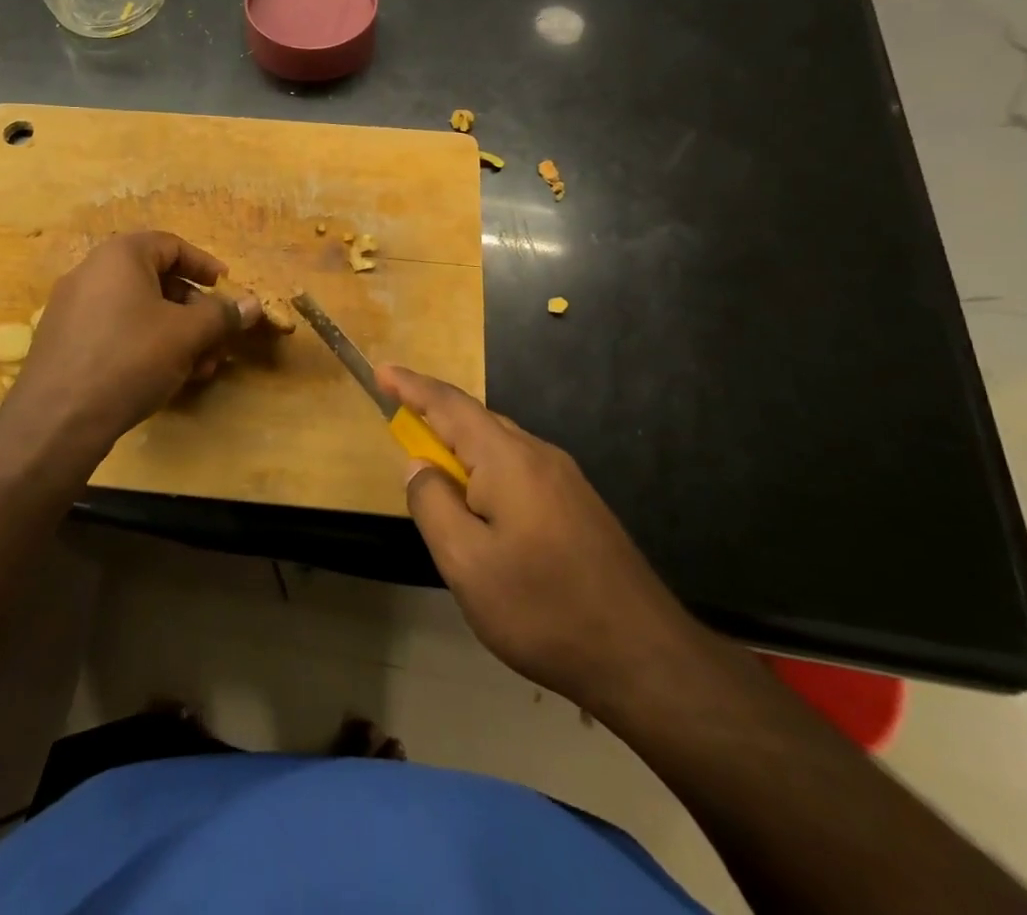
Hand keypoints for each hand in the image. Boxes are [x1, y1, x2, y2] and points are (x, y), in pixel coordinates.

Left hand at [10, 232, 261, 449]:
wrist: (57, 420)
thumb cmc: (130, 359)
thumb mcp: (187, 334)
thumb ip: (223, 315)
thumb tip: (254, 305)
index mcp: (119, 256)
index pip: (172, 245)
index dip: (205, 266)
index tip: (228, 289)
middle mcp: (91, 273)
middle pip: (157, 281)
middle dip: (195, 312)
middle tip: (218, 340)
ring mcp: (73, 308)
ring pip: (139, 312)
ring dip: (176, 334)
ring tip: (200, 368)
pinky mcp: (65, 342)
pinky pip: (116, 331)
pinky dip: (147, 346)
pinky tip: (167, 379)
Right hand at [378, 365, 704, 718]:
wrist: (644, 656)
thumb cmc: (543, 608)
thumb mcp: (466, 563)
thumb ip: (433, 505)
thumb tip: (419, 466)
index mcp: (507, 459)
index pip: (449, 405)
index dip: (412, 386)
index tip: (381, 370)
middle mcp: (538, 455)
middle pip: (476, 421)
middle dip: (434, 417)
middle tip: (400, 425)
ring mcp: (565, 479)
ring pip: (499, 447)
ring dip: (461, 449)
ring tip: (436, 475)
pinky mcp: (578, 505)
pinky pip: (518, 470)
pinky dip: (486, 472)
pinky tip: (483, 510)